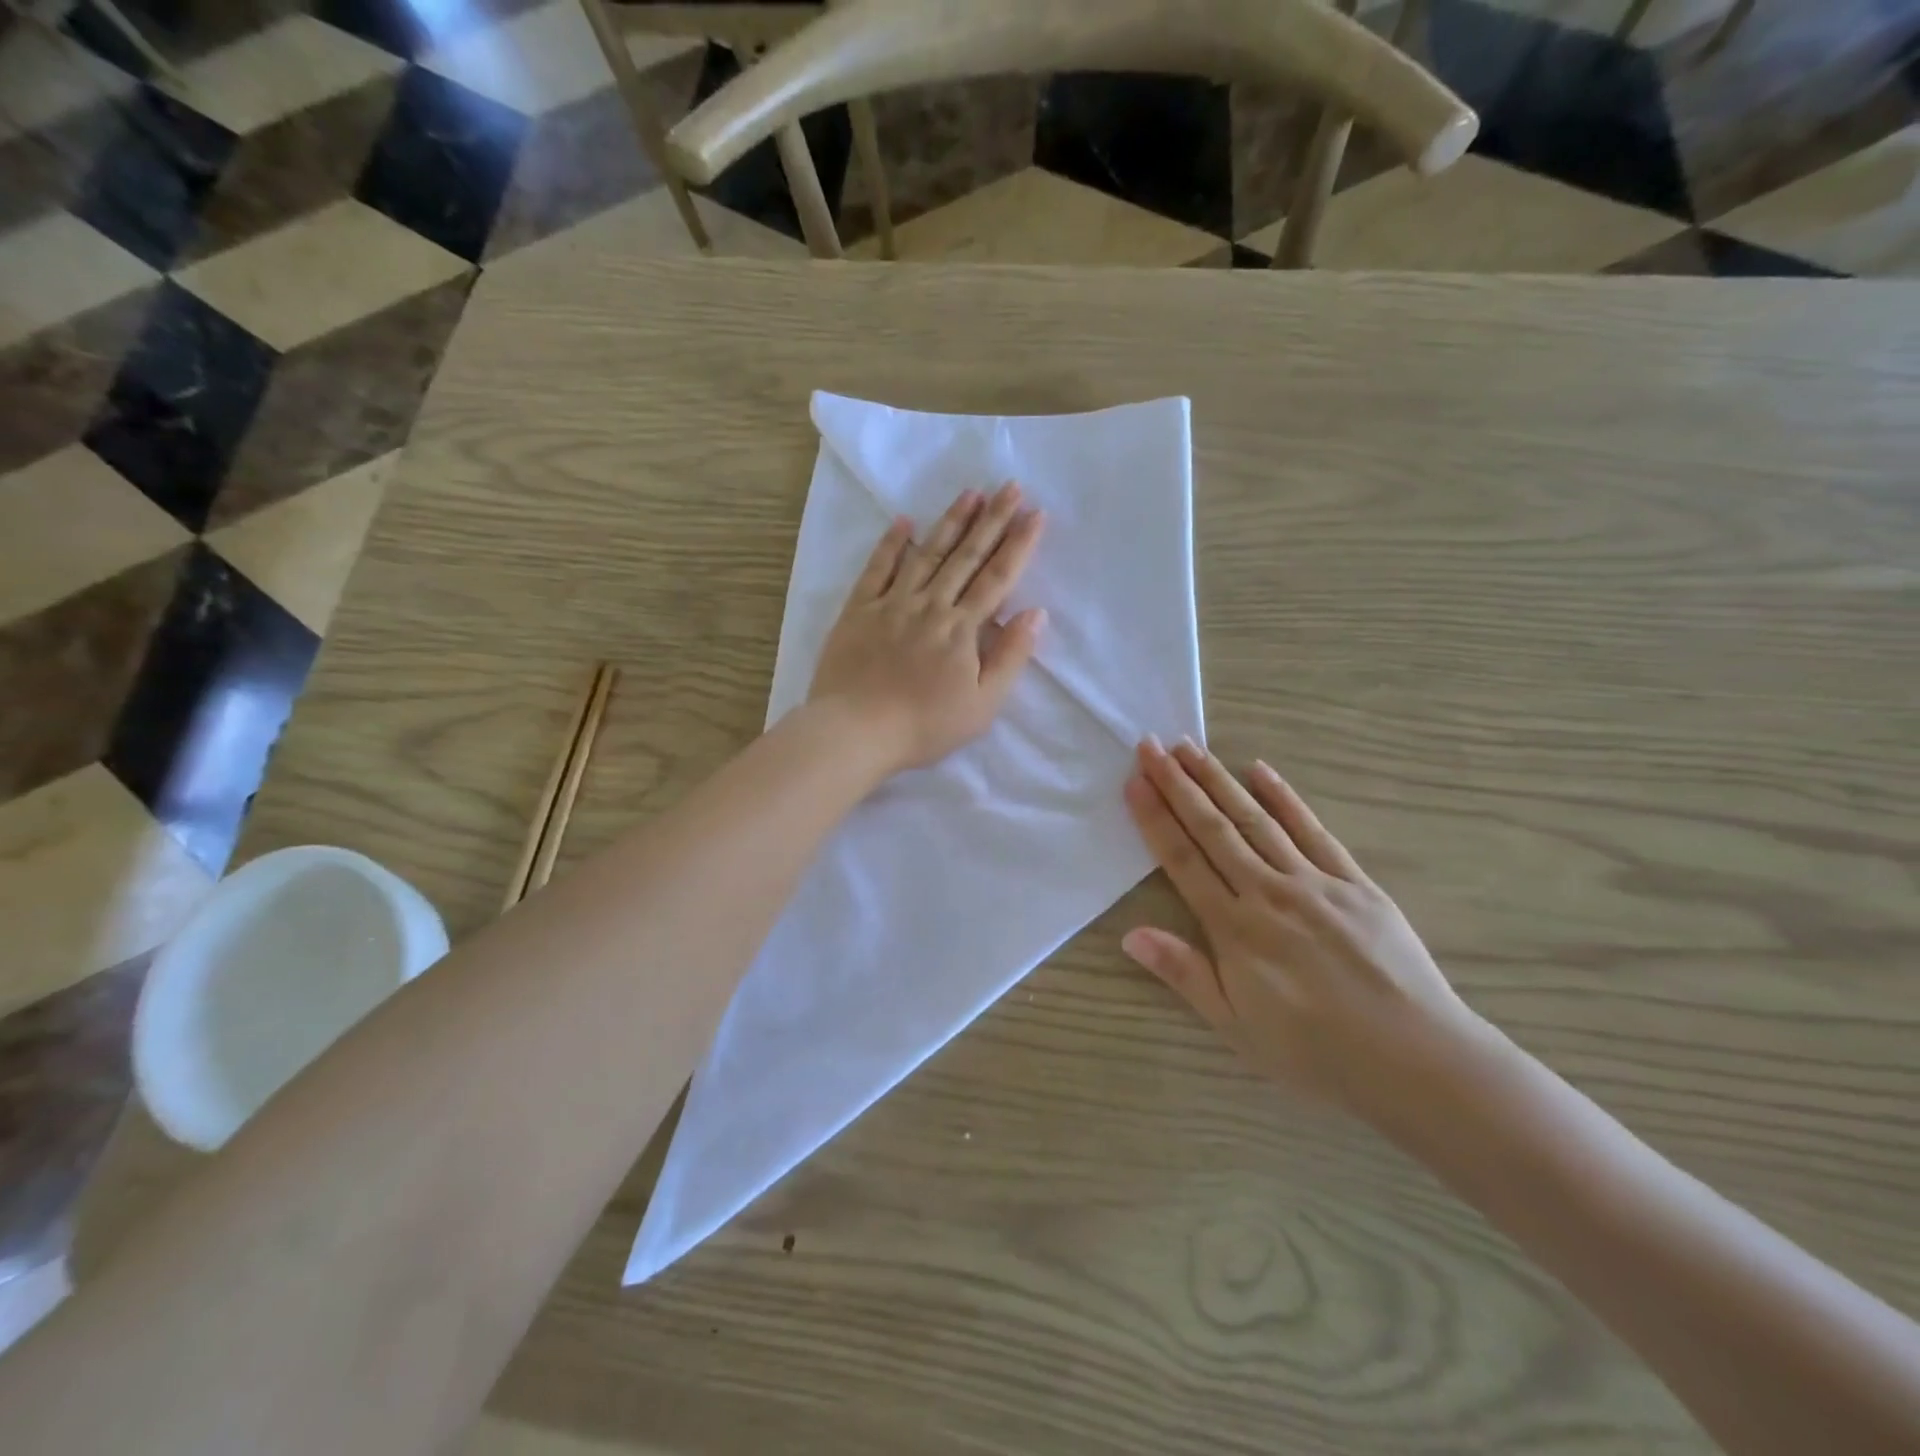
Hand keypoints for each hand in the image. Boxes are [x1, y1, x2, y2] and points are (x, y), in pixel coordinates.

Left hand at [809, 482, 1046, 773]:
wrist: (856, 731)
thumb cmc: (924, 726)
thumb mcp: (982, 705)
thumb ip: (1010, 657)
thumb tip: (1035, 613)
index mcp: (962, 629)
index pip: (998, 578)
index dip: (1019, 545)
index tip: (1035, 514)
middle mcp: (930, 605)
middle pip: (967, 556)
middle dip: (992, 520)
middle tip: (1010, 486)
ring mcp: (892, 603)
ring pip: (927, 554)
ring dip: (950, 522)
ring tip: (970, 493)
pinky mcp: (859, 610)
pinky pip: (877, 569)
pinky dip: (890, 544)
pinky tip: (903, 522)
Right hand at [1122, 737, 1486, 1123]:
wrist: (1417, 1061)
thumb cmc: (1316, 1053)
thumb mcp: (1237, 1028)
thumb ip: (1185, 974)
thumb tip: (1130, 934)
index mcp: (1235, 929)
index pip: (1183, 860)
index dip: (1155, 819)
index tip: (1134, 781)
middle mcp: (1268, 892)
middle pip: (1213, 828)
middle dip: (1178, 784)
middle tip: (1151, 745)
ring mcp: (1314, 882)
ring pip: (1256, 819)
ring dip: (1219, 780)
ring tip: (1190, 747)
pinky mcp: (1355, 882)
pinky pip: (1312, 830)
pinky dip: (1285, 798)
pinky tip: (1261, 770)